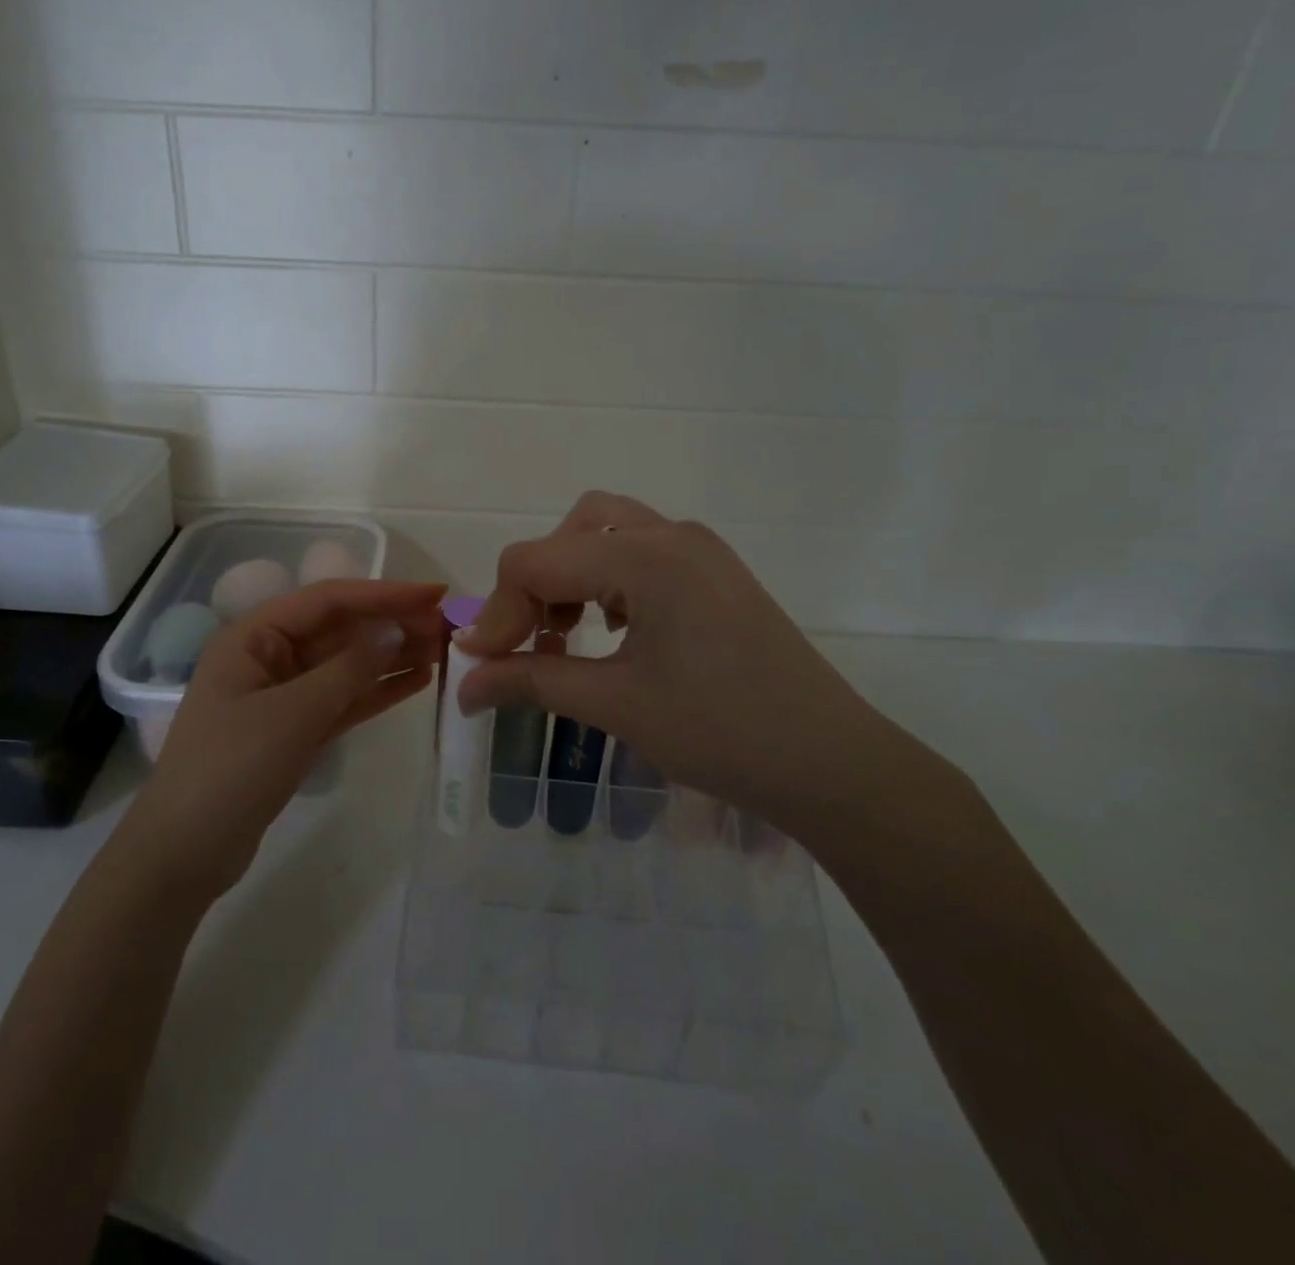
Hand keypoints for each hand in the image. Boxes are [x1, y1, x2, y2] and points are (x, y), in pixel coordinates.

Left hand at [119, 579, 445, 904]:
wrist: (185, 854)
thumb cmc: (231, 769)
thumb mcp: (294, 713)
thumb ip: (349, 669)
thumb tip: (396, 630)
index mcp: (254, 636)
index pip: (329, 600)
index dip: (385, 594)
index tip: (435, 594)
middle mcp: (269, 656)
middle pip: (341, 631)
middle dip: (393, 626)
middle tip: (449, 627)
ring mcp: (283, 695)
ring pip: (347, 666)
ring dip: (392, 657)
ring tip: (444, 651)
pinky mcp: (296, 730)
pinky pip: (344, 700)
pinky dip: (377, 691)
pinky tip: (417, 681)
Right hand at [455, 492, 882, 838]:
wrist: (829, 762)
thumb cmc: (719, 731)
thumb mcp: (614, 704)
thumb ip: (531, 682)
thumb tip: (465, 684)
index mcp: (643, 556)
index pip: (535, 561)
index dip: (498, 613)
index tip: (484, 666)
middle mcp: (671, 534)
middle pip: (570, 531)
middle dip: (535, 584)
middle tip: (531, 642)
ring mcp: (700, 549)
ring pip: (607, 531)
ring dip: (572, 575)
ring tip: (568, 635)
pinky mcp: (716, 572)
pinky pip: (642, 551)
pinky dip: (609, 579)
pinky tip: (616, 630)